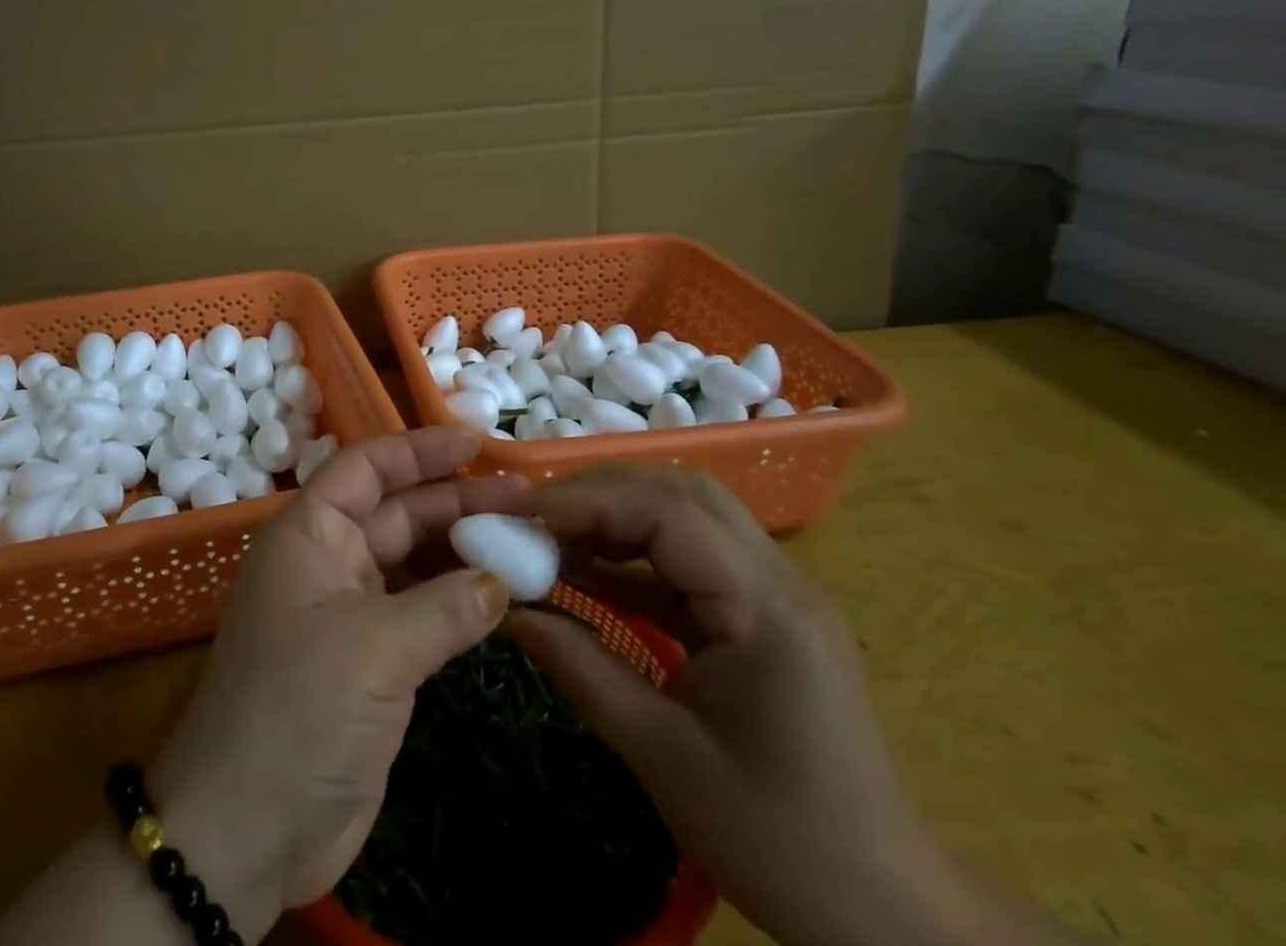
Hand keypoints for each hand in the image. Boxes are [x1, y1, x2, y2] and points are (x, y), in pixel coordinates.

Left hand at [150, 429, 526, 940]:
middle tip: (527, 500)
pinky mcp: (370, 660)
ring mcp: (350, 611)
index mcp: (310, 532)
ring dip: (465, 551)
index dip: (420, 449)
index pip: (368, 468)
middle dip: (459, 501)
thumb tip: (501, 580)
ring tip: (527, 541)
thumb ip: (446, 606)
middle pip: (399, 512)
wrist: (247, 831)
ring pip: (414, 561)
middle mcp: (328, 559)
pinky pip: (421, 611)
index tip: (477, 444)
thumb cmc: (299, 710)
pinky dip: (459, 601)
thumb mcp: (375, 647)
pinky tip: (503, 596)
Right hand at [503, 465, 949, 945]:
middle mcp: (778, 579)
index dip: (588, 501)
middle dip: (600, 494)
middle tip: (534, 518)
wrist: (888, 913)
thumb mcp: (663, 754)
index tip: (522, 515)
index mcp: (765, 608)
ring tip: (554, 538)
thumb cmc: (779, 840)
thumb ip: (580, 667)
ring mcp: (775, 592)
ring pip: (686, 515)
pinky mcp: (762, 614)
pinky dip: (635, 555)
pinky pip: (690, 559)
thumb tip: (508, 611)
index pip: (668, 513)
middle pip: (680, 493)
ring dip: (617, 516)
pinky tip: (588, 573)